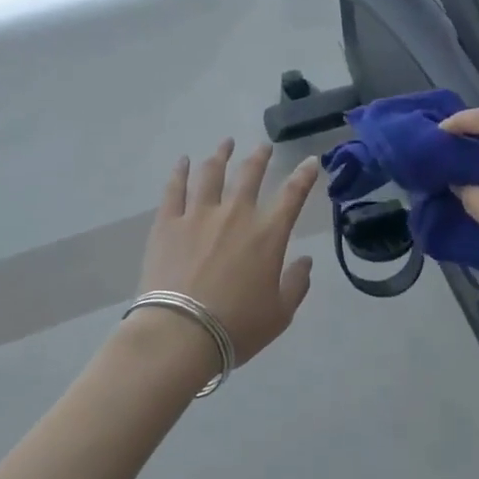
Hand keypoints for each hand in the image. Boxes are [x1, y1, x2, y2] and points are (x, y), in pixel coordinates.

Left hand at [134, 140, 321, 364]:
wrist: (180, 334)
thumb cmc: (236, 327)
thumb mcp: (280, 314)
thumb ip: (296, 284)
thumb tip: (305, 261)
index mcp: (268, 234)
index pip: (292, 195)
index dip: (304, 175)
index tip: (310, 161)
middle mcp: (236, 214)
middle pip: (250, 174)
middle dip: (260, 157)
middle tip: (263, 147)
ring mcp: (198, 215)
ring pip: (211, 173)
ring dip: (221, 155)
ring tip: (225, 144)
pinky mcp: (168, 223)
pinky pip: (174, 189)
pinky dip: (179, 172)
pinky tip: (183, 161)